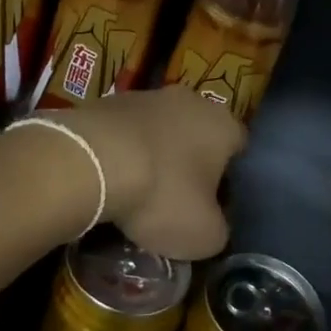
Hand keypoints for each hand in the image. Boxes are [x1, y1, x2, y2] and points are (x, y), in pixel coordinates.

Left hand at [55, 86, 245, 260]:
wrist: (92, 160)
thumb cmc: (162, 195)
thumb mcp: (203, 235)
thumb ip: (218, 230)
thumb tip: (213, 226)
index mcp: (223, 125)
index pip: (238, 148)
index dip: (228, 178)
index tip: (211, 205)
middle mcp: (190, 100)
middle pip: (197, 135)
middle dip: (188, 163)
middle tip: (175, 198)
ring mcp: (146, 95)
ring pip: (159, 131)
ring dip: (153, 155)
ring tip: (135, 192)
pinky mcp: (108, 101)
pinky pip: (125, 131)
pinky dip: (121, 151)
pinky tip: (108, 178)